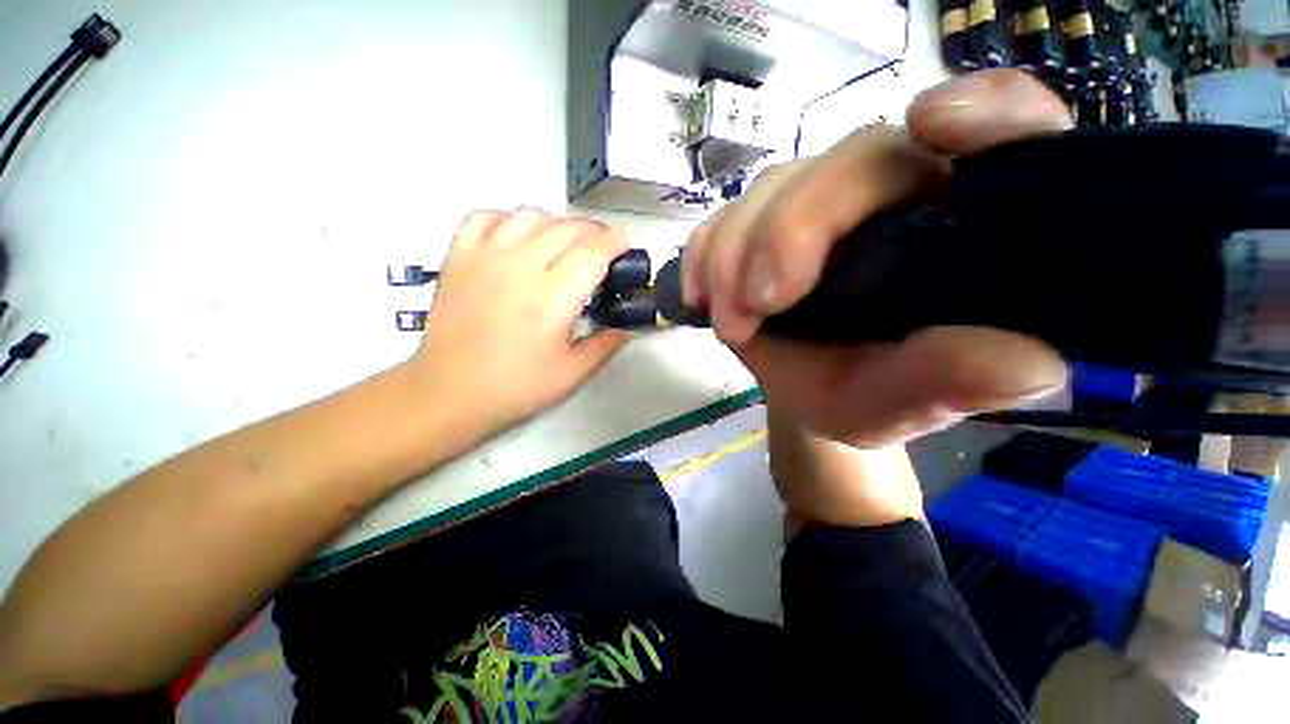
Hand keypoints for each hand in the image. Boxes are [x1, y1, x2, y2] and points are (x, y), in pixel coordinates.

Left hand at [407, 209, 628, 437]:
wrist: (450, 393)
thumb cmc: (517, 387)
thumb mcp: (574, 373)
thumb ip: (608, 343)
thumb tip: (630, 324)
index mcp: (553, 298)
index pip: (592, 251)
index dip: (615, 242)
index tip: (624, 245)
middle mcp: (521, 267)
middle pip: (565, 227)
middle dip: (592, 231)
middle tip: (601, 248)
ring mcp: (485, 257)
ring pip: (529, 215)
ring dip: (555, 223)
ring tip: (562, 243)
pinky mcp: (458, 257)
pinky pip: (485, 216)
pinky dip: (508, 219)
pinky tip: (517, 237)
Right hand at [682, 70, 1072, 447]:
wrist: (805, 390)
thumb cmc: (862, 395)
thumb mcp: (899, 405)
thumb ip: (950, 385)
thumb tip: (1028, 364)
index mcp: (963, 227)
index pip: (1006, 131)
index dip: (983, 111)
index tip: (932, 126)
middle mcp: (895, 196)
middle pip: (852, 160)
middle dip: (789, 230)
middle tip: (757, 303)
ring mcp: (820, 203)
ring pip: (776, 186)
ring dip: (734, 254)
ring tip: (729, 323)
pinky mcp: (764, 221)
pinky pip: (727, 214)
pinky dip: (706, 251)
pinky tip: (701, 295)